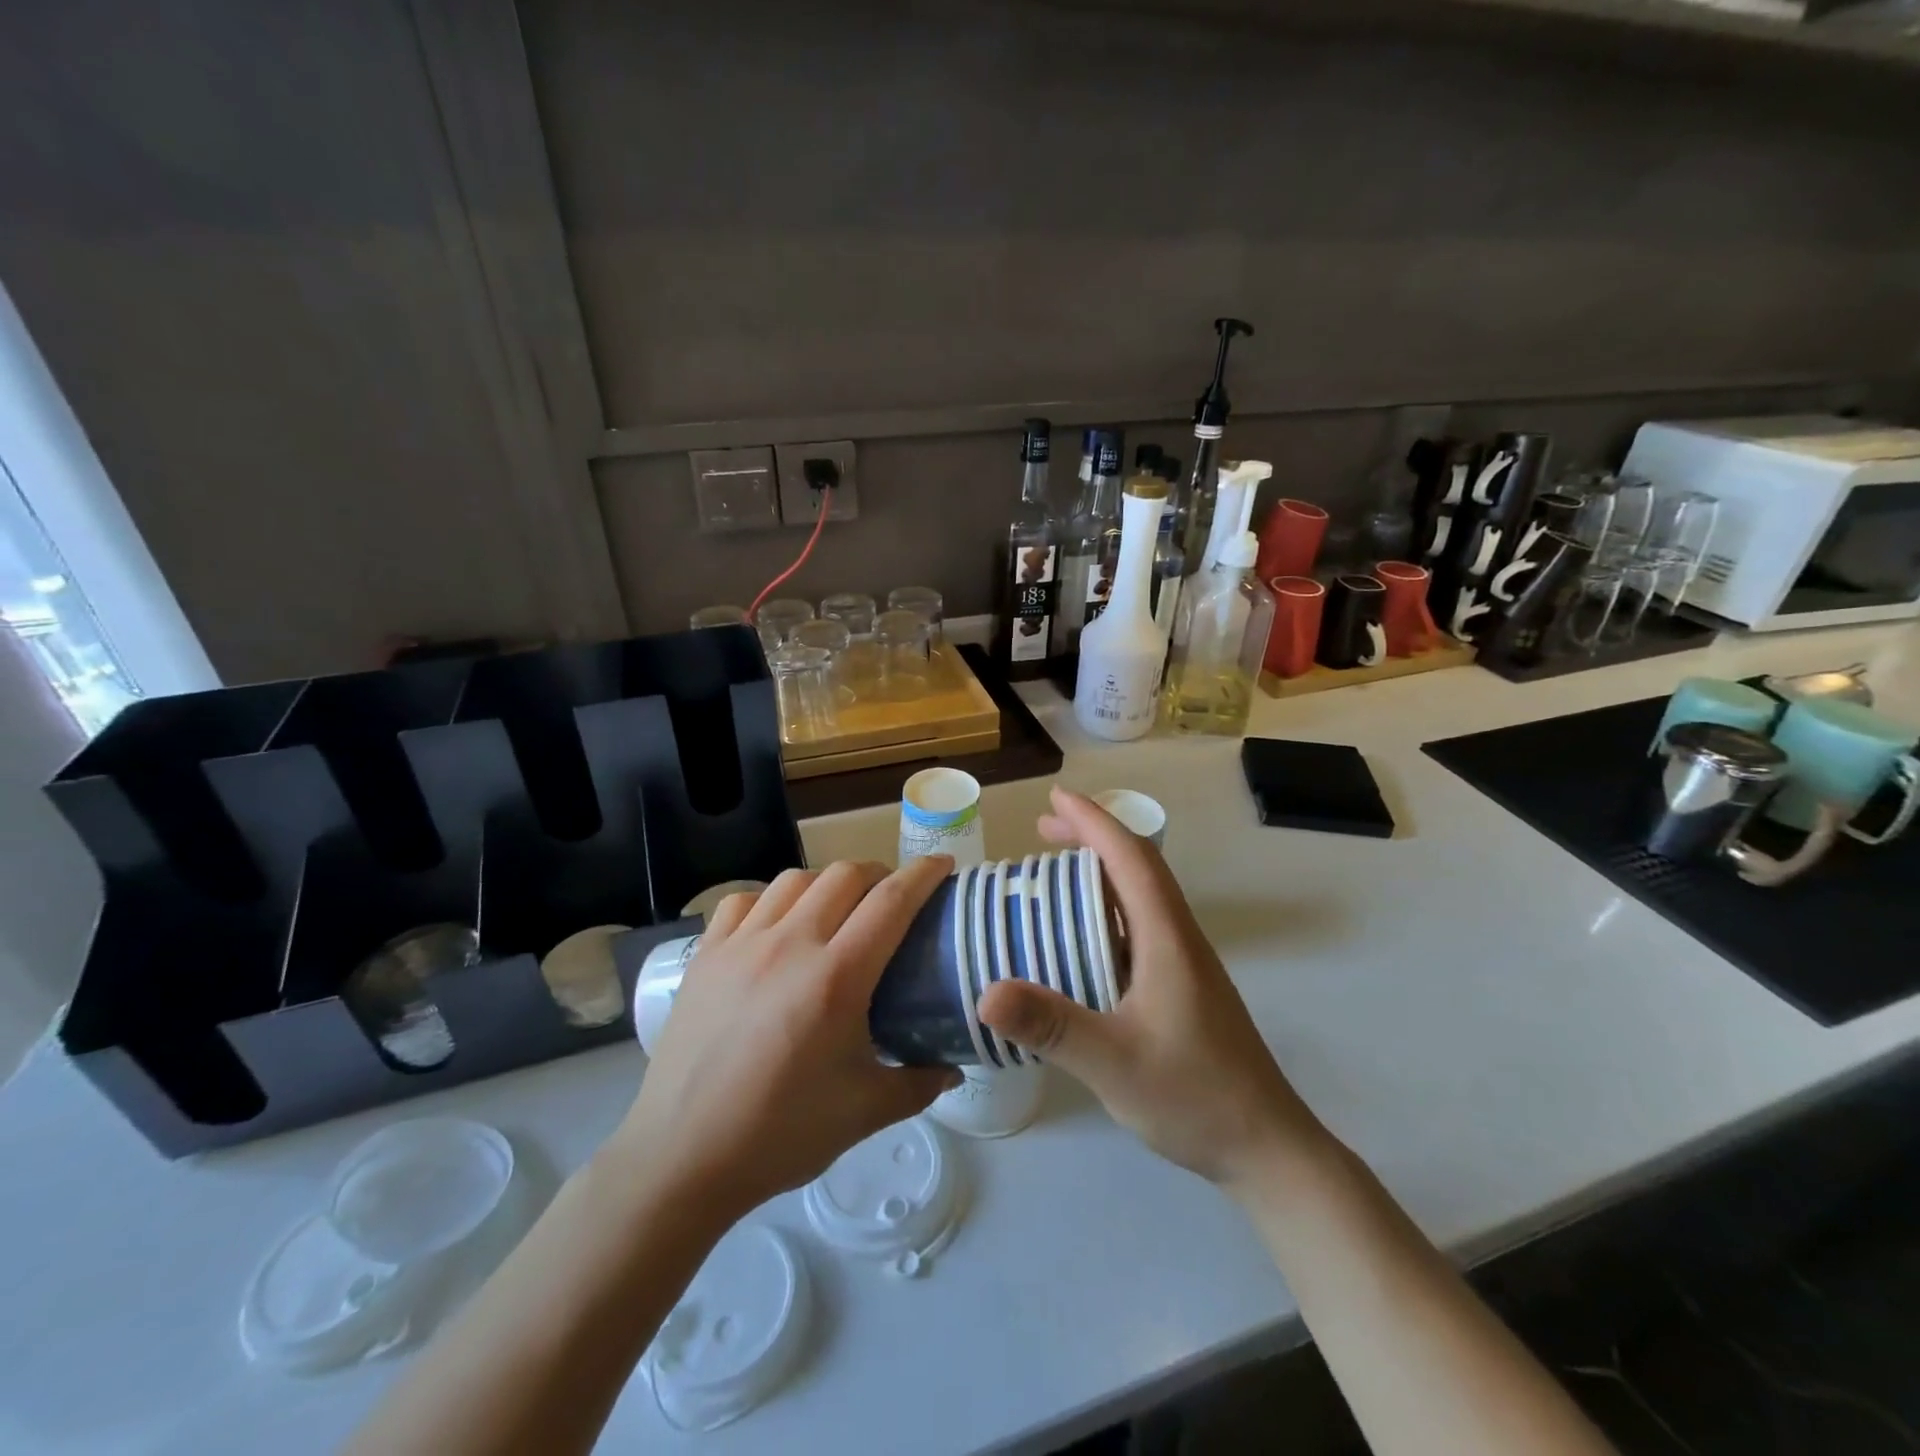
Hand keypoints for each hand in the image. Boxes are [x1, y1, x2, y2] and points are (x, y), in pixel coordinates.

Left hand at [611, 858, 958, 1221]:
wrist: (681, 1159)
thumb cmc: (780, 1135)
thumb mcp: (865, 1112)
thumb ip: (919, 1083)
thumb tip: (954, 1068)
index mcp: (836, 979)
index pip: (891, 902)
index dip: (923, 874)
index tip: (943, 864)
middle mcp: (790, 945)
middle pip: (845, 875)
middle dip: (878, 874)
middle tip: (891, 898)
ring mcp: (741, 945)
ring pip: (794, 879)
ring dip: (827, 883)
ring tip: (836, 908)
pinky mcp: (705, 955)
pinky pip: (743, 901)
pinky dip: (770, 899)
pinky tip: (776, 924)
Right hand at [977, 787, 1332, 1190]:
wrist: (1267, 1146)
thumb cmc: (1195, 1096)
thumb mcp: (1113, 1062)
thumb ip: (1051, 1026)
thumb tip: (985, 993)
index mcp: (1167, 938)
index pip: (1131, 858)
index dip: (1094, 821)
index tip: (1055, 799)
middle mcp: (1178, 938)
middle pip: (1138, 867)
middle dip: (1093, 837)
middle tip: (1042, 830)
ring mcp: (1184, 963)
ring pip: (1141, 896)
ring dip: (1100, 871)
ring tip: (1054, 872)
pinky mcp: (1182, 986)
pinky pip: (1139, 926)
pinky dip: (1105, 909)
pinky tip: (1080, 937)